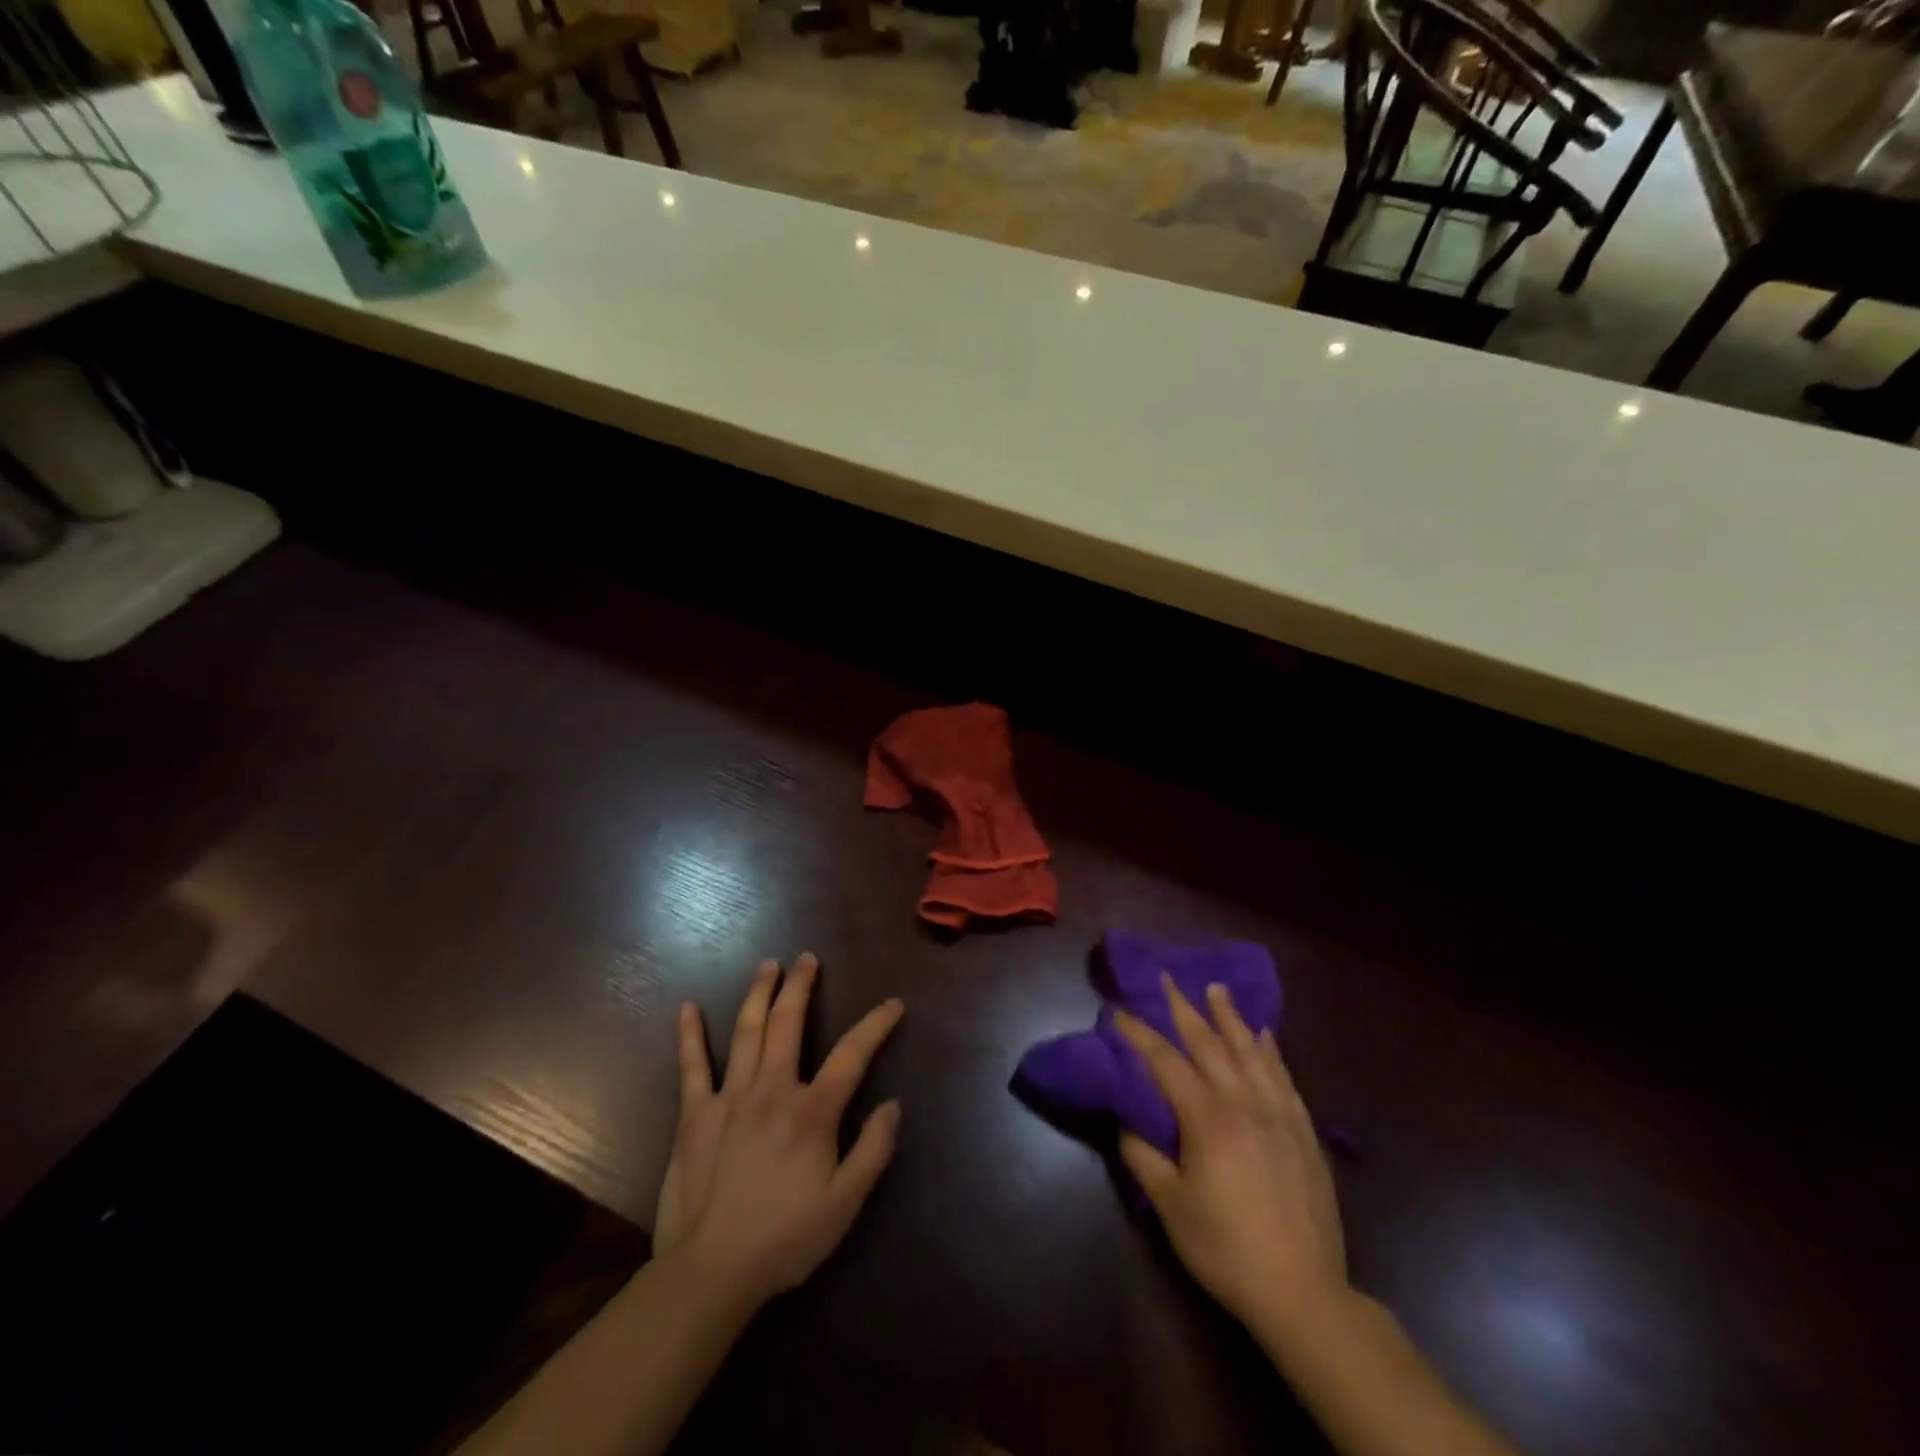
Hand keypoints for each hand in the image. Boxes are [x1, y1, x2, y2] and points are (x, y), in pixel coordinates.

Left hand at [653, 953, 903, 1310]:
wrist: (711, 1272)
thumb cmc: (785, 1239)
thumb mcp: (845, 1204)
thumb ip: (873, 1151)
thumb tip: (893, 1104)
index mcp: (812, 1111)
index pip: (852, 1054)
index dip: (876, 1025)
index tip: (893, 1004)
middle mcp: (772, 1090)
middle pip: (789, 1024)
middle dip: (801, 987)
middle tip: (807, 959)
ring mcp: (730, 1098)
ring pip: (747, 1032)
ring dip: (759, 994)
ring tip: (768, 966)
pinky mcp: (695, 1115)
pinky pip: (692, 1066)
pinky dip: (690, 1035)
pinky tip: (687, 1008)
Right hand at [1115, 976, 1347, 1338]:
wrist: (1303, 1292)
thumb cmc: (1226, 1248)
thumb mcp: (1171, 1207)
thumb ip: (1144, 1157)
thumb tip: (1126, 1123)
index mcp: (1206, 1118)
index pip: (1165, 1061)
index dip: (1139, 1034)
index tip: (1119, 1010)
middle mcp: (1242, 1102)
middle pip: (1208, 1043)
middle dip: (1183, 1008)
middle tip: (1167, 978)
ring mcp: (1278, 1113)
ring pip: (1249, 1051)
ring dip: (1229, 1017)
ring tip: (1215, 988)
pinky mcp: (1303, 1130)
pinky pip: (1284, 1076)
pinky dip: (1270, 1050)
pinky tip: (1264, 1035)